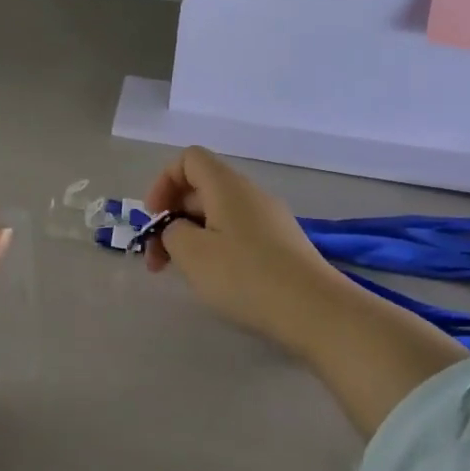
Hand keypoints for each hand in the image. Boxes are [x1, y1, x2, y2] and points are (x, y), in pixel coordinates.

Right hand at [144, 146, 347, 358]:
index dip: (163, 183)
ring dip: (191, 238)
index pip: (188, 159)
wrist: (314, 311)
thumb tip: (179, 229)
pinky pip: (237, 234)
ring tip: (181, 274)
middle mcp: (250, 194)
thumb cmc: (245, 276)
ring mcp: (269, 220)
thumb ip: (171, 232)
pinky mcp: (281, 246)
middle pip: (200, 189)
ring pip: (217, 216)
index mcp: (227, 186)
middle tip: (157, 261)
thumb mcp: (191, 253)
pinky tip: (214, 281)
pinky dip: (215, 250)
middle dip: (171, 219)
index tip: (154, 219)